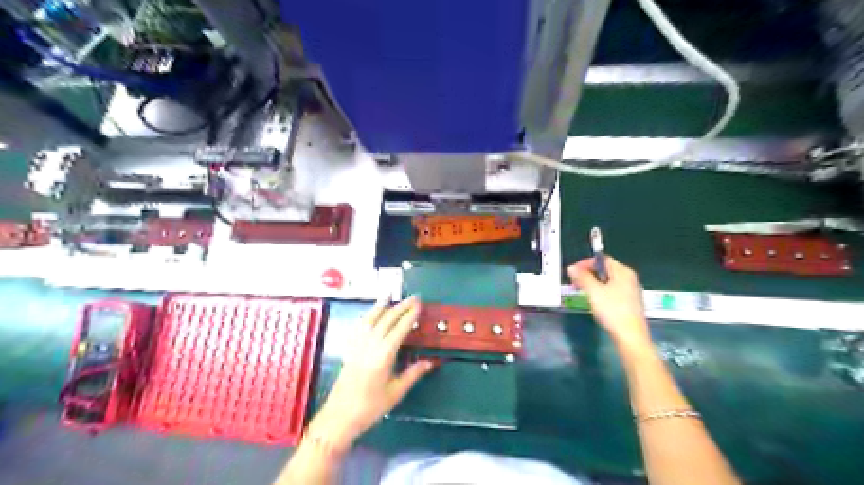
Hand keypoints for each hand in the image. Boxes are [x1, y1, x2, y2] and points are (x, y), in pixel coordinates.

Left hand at [310, 296, 431, 450]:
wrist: (339, 417)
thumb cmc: (370, 407)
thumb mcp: (396, 392)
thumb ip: (413, 374)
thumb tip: (429, 362)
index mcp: (384, 354)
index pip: (400, 328)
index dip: (410, 315)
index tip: (419, 305)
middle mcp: (370, 345)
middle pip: (387, 319)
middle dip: (401, 306)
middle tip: (413, 297)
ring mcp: (358, 345)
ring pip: (371, 319)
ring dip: (381, 305)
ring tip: (389, 294)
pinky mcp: (350, 349)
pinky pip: (359, 326)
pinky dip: (367, 316)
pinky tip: (370, 314)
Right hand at [568, 257, 648, 350]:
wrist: (630, 336)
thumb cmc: (612, 310)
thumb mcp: (594, 292)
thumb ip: (582, 277)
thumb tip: (571, 268)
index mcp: (623, 272)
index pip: (602, 259)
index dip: (585, 263)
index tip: (573, 272)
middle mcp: (629, 279)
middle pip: (605, 270)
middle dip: (588, 274)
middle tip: (574, 282)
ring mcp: (630, 291)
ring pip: (608, 281)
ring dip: (593, 284)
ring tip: (581, 291)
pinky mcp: (629, 303)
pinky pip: (612, 291)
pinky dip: (600, 292)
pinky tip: (594, 301)